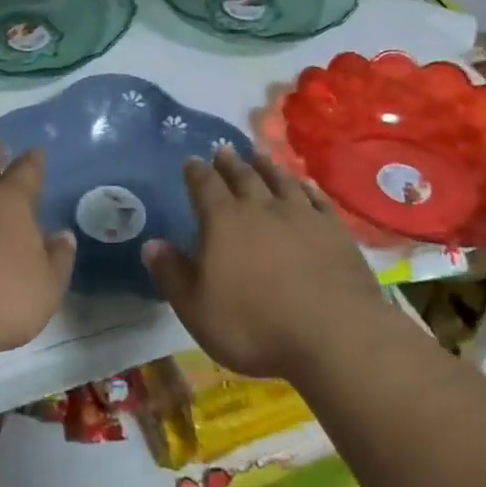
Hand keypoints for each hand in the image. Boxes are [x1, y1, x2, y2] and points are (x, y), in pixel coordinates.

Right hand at [142, 146, 385, 381]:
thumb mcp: (197, 309)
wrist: (334, 336)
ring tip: (259, 155)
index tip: (191, 161)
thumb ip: (172, 274)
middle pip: (243, 176)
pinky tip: (305, 186)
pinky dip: (307, 188)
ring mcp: (301, 216)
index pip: (204, 186)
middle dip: (230, 163)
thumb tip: (151, 244)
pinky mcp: (334, 231)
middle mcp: (261, 208)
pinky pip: (317, 200)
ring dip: (267, 167)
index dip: (196, 172)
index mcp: (224, 221)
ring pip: (280, 181)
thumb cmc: (255, 326)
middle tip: (224, 150)